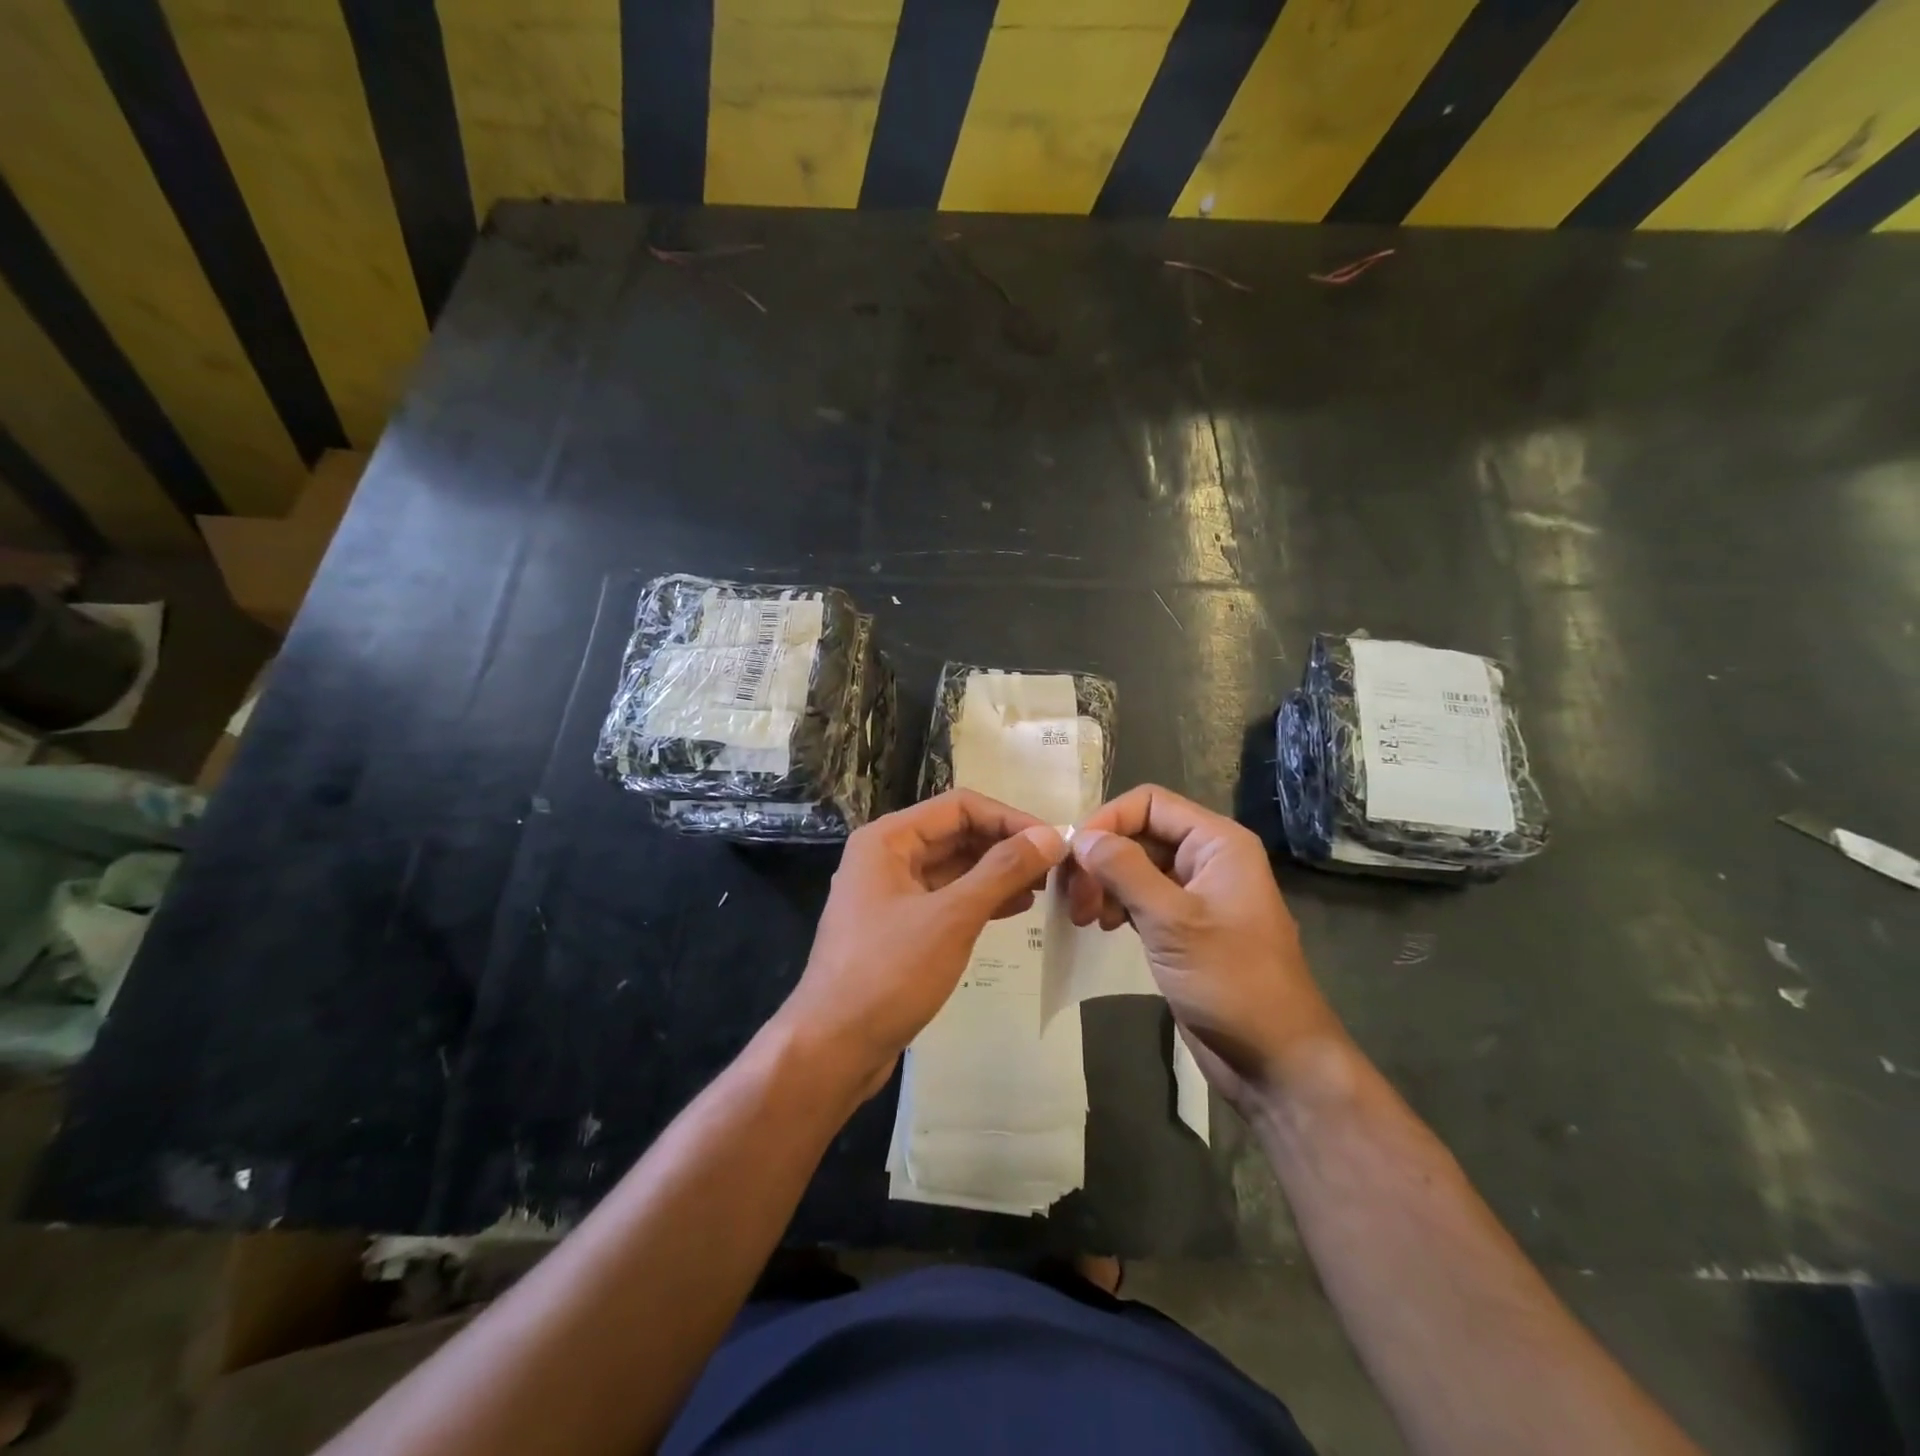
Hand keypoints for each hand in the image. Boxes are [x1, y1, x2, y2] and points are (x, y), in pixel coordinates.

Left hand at [776, 790, 1066, 1100]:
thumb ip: (1002, 872)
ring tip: (1044, 887)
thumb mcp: (951, 918)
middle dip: (1005, 846)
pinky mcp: (900, 928)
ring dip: (998, 873)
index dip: (1009, 818)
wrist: (833, 1048)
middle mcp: (887, 857)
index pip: (959, 807)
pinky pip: (947, 899)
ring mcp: (892, 894)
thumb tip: (1050, 837)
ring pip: (954, 868)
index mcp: (888, 840)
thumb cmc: (888, 973)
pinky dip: (981, 899)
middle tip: (1055, 867)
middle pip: (956, 834)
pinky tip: (1017, 908)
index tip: (1052, 841)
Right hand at [1061, 785, 1344, 1109]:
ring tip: (1084, 917)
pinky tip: (1102, 926)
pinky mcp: (1183, 926)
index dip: (1107, 821)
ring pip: (1135, 866)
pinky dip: (1116, 904)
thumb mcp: (1173, 921)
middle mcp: (1206, 858)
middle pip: (1139, 833)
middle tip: (1074, 899)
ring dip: (1103, 883)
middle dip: (1101, 859)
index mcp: (1217, 843)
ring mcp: (1195, 893)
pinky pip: (1140, 896)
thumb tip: (1081, 837)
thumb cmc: (1232, 981)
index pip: (1149, 803)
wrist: (1274, 1059)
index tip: (1073, 857)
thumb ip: (1125, 871)